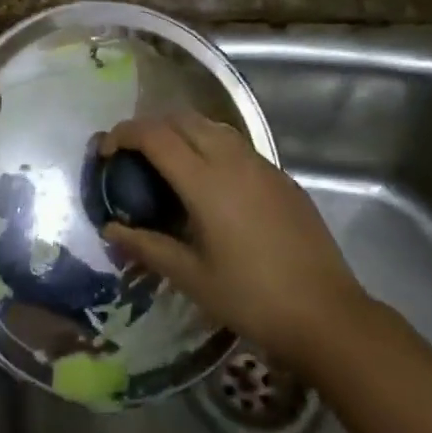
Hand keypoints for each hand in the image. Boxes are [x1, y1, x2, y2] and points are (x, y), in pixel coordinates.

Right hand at [100, 112, 368, 365]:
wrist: (326, 313)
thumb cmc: (252, 298)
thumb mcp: (191, 277)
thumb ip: (147, 246)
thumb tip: (109, 230)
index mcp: (205, 180)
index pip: (155, 135)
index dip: (124, 134)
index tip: (105, 151)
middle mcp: (232, 159)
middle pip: (182, 119)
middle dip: (150, 126)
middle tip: (131, 154)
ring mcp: (261, 164)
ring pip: (211, 125)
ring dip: (182, 130)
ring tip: (166, 161)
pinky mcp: (280, 175)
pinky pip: (235, 143)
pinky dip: (210, 144)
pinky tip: (209, 180)